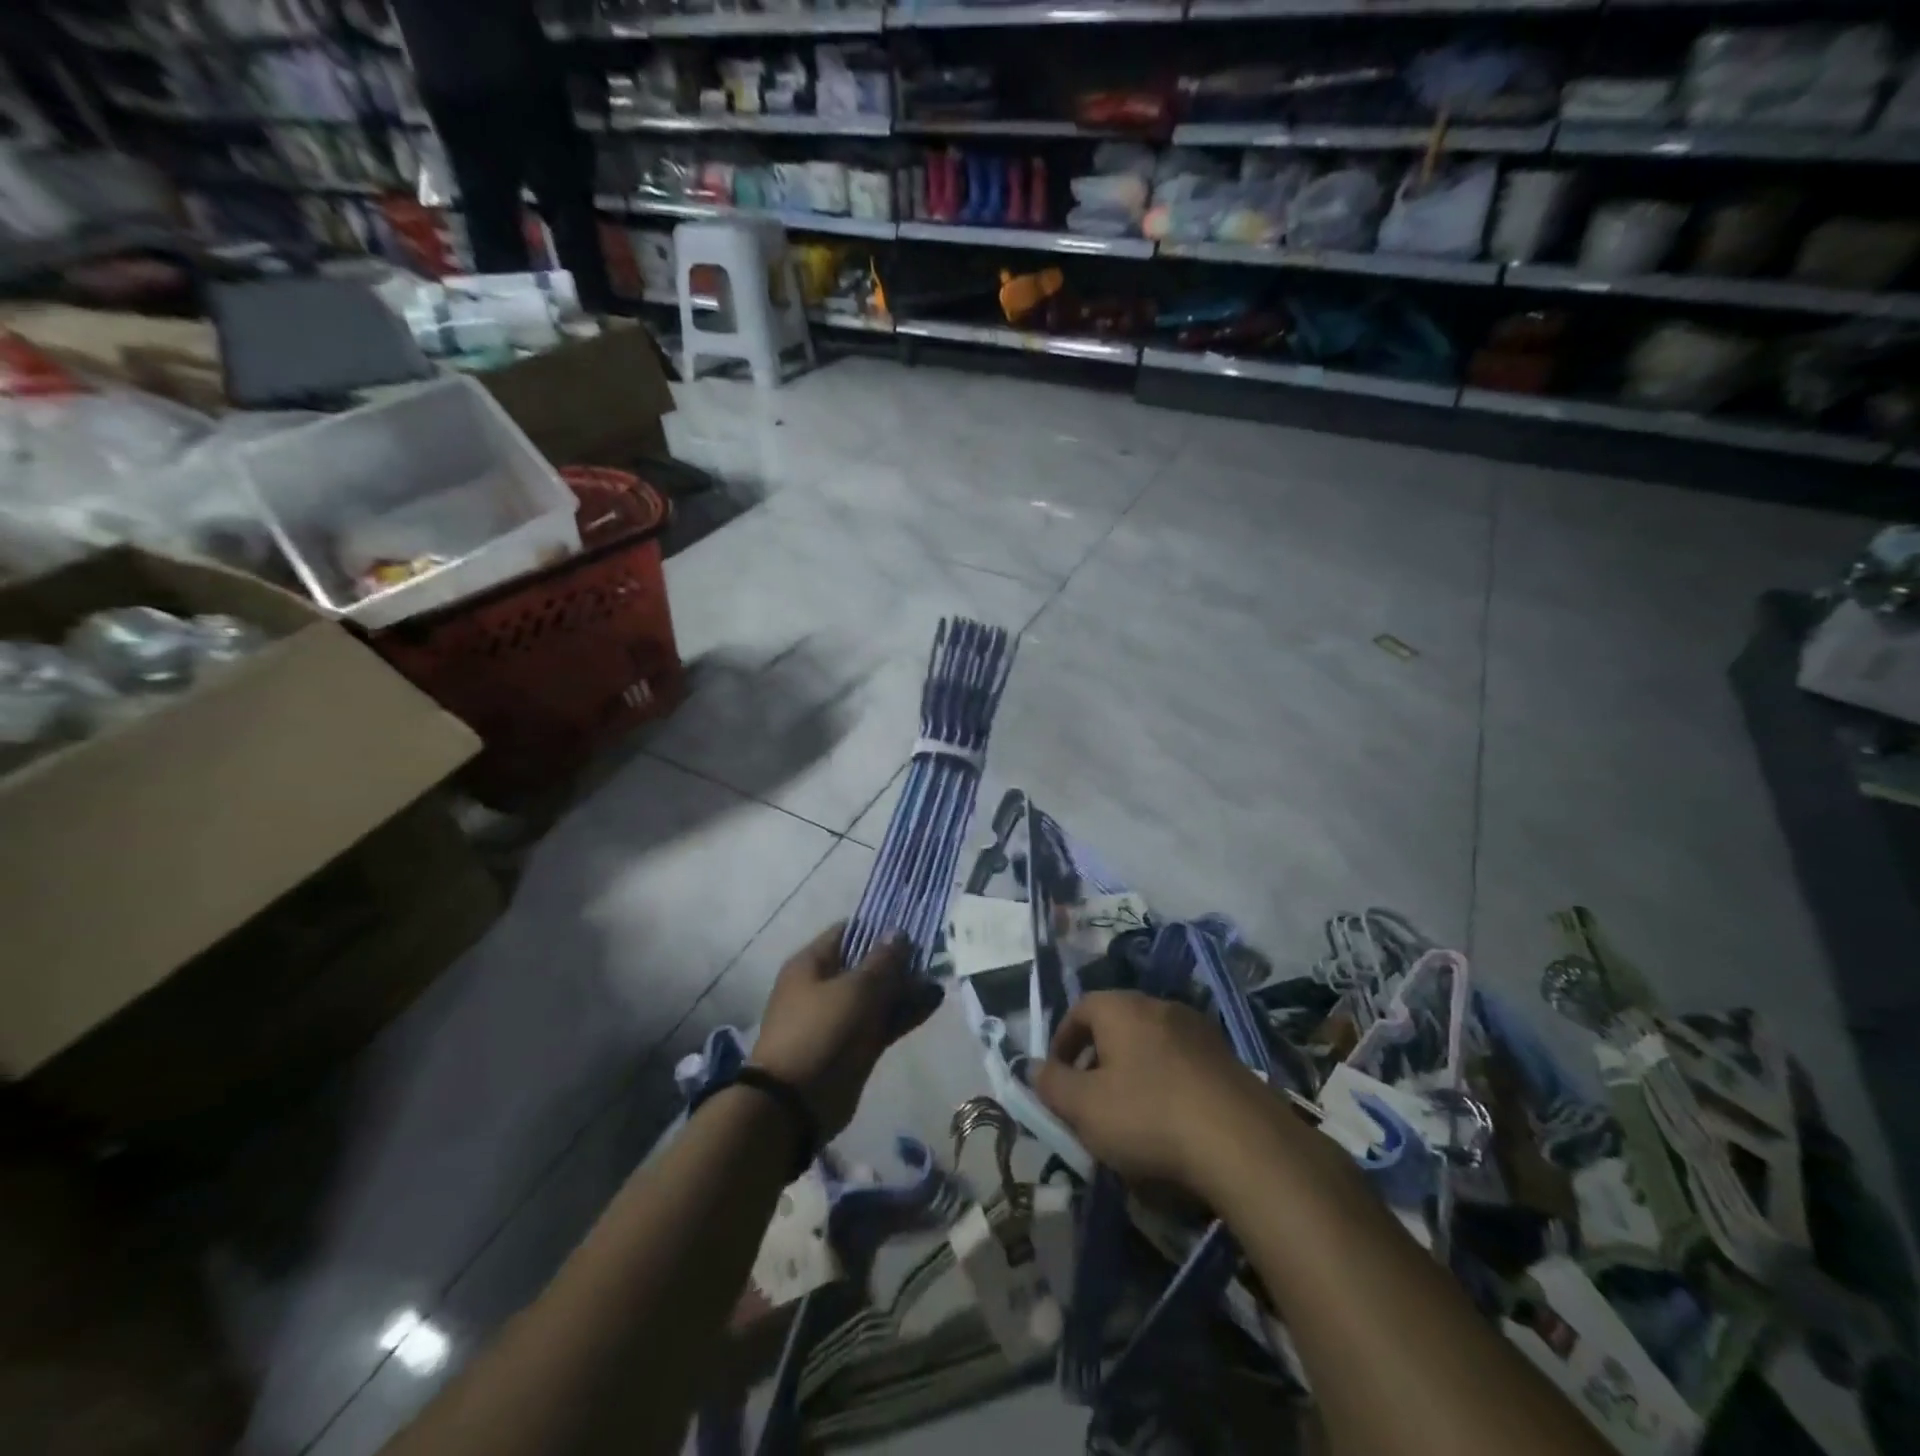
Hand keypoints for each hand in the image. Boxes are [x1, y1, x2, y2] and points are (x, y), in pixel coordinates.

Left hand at [750, 923, 943, 1138]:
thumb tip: (898, 933)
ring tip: (939, 977)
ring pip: (878, 995)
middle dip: (899, 960)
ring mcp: (840, 1018)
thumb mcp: (855, 989)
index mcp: (812, 964)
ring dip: (906, 987)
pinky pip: (883, 1022)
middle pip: (866, 964)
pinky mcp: (854, 1046)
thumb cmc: (821, 1031)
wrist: (796, 1103)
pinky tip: (933, 1002)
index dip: (879, 927)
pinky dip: (905, 1012)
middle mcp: (824, 986)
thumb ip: (882, 961)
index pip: (848, 932)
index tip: (911, 925)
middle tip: (934, 952)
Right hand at [1034, 991, 1274, 1196]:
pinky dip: (1167, 1085)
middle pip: (1116, 1025)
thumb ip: (1052, 1084)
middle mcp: (1160, 1006)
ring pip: (1151, 1045)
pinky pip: (1182, 1064)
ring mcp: (1199, 1031)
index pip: (1080, 1009)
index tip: (1056, 1077)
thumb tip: (1034, 1067)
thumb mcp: (1084, 1107)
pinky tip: (1171, 1124)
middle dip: (1097, 1059)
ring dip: (1134, 1072)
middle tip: (1089, 1099)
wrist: (1244, 1143)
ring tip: (1130, 1117)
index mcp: (1122, 1007)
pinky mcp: (1228, 1060)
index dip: (1061, 1041)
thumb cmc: (1149, 1115)